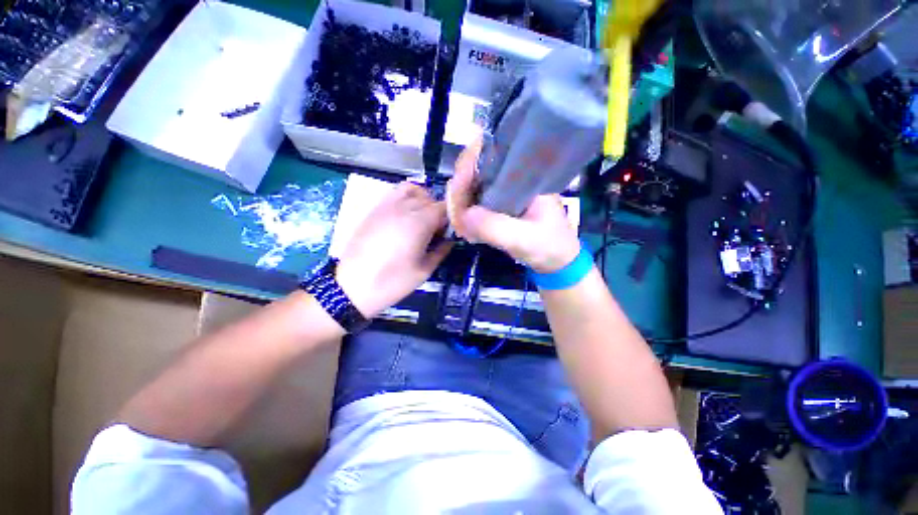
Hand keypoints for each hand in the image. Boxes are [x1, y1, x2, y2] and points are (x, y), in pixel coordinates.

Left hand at [336, 182, 451, 317]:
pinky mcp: (375, 210)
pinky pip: (394, 193)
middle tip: (437, 231)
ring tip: (422, 217)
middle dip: (438, 211)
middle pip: (430, 198)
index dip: (451, 217)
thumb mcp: (424, 271)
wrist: (353, 286)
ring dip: (423, 199)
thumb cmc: (393, 281)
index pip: (444, 208)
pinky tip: (405, 215)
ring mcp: (387, 206)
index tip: (451, 231)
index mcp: (420, 223)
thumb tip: (450, 240)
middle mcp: (405, 208)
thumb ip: (441, 251)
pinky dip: (406, 197)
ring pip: (412, 190)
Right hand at [447, 139, 580, 273]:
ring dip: (459, 207)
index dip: (466, 168)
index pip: (487, 153)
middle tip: (459, 223)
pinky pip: (471, 203)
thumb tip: (462, 215)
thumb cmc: (550, 245)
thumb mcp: (525, 238)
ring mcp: (501, 190)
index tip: (457, 193)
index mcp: (523, 173)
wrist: (558, 260)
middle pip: (471, 170)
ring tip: (464, 231)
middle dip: (458, 194)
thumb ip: (495, 227)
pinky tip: (468, 232)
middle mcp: (510, 176)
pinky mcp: (496, 204)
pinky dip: (464, 216)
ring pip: (468, 187)